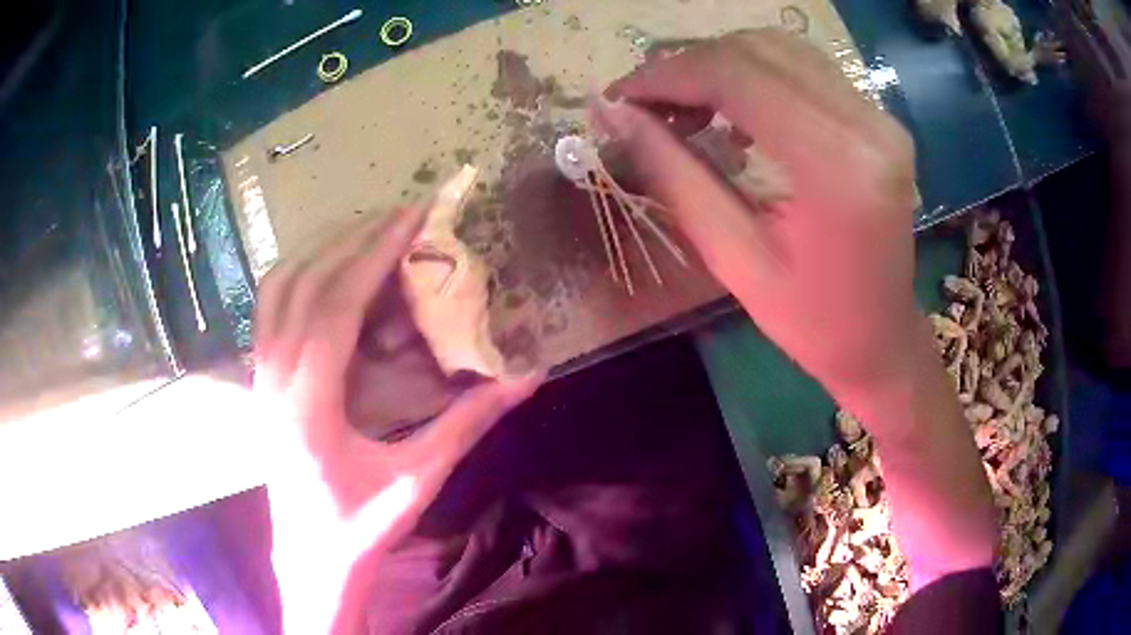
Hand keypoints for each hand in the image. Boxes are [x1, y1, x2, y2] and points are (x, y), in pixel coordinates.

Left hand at [253, 208, 540, 633]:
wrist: (310, 561)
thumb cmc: (359, 529)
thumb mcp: (417, 481)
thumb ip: (467, 425)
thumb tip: (525, 379)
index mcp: (309, 401)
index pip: (338, 302)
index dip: (376, 253)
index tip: (411, 217)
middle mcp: (275, 377)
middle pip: (306, 283)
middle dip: (353, 240)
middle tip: (399, 216)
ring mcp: (261, 378)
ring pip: (278, 289)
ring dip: (321, 252)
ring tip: (365, 236)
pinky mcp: (260, 383)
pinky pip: (269, 310)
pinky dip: (298, 276)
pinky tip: (325, 274)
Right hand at [598, 30, 918, 419]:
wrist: (882, 339)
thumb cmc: (810, 322)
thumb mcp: (732, 257)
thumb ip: (673, 173)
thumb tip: (614, 115)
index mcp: (837, 168)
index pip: (737, 76)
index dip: (667, 75)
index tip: (619, 97)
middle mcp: (867, 125)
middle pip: (758, 51)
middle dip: (687, 66)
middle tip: (645, 104)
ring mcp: (879, 117)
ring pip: (780, 49)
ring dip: (719, 65)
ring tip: (682, 107)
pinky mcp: (878, 119)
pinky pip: (804, 68)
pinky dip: (754, 74)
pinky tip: (730, 110)